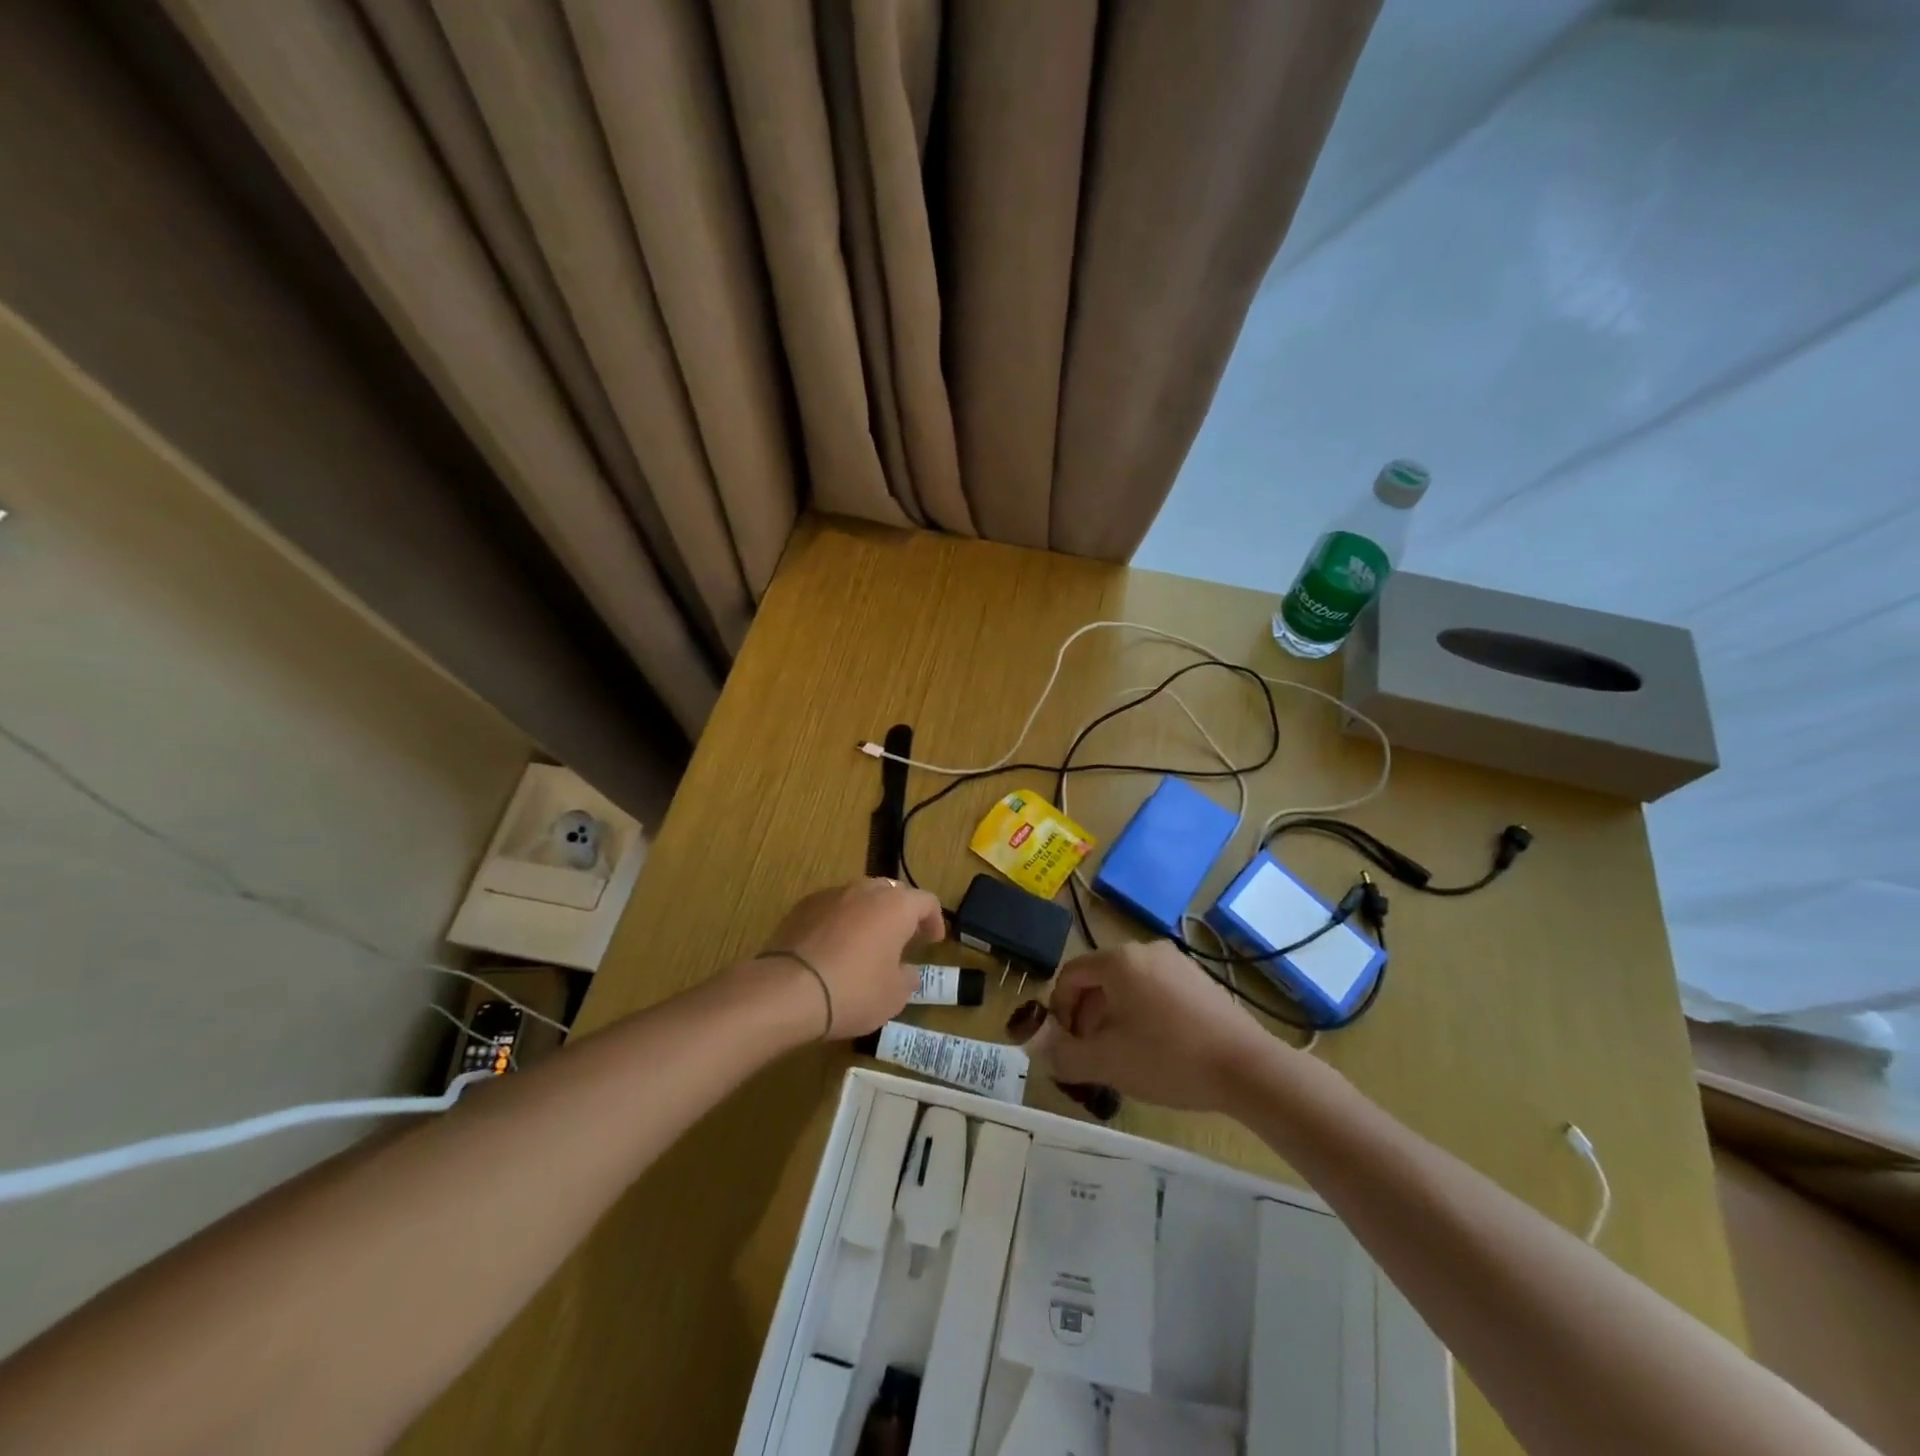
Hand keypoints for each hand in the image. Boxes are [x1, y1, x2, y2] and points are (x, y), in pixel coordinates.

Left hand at [758, 878, 944, 1038]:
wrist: (787, 990)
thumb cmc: (853, 991)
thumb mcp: (893, 996)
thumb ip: (907, 978)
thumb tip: (907, 971)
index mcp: (896, 906)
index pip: (926, 901)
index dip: (934, 920)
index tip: (933, 941)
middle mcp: (865, 890)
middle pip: (892, 893)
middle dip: (901, 913)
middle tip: (903, 939)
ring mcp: (831, 895)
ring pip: (860, 897)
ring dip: (869, 915)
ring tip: (866, 943)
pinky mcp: (802, 906)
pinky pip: (832, 908)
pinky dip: (840, 922)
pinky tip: (834, 948)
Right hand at [1035, 941, 1283, 1113]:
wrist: (1247, 1068)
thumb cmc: (1168, 1058)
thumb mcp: (1107, 1061)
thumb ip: (1063, 1054)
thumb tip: (1034, 1046)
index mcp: (1118, 960)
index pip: (1070, 974)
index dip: (1058, 1009)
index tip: (1064, 1043)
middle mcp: (1145, 950)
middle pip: (1099, 978)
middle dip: (1086, 1015)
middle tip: (1089, 1053)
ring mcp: (1177, 962)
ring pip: (1128, 985)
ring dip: (1113, 1015)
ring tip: (1121, 1055)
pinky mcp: (1200, 980)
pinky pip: (1156, 989)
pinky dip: (1143, 1012)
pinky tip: (1156, 1048)